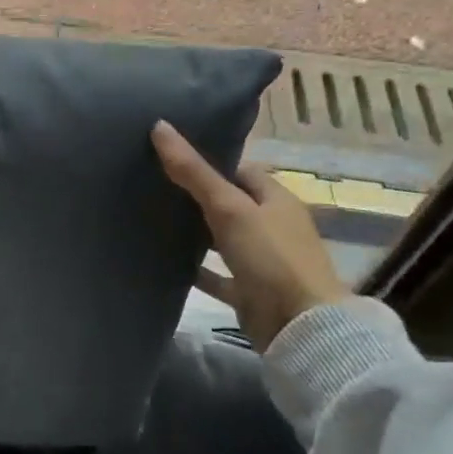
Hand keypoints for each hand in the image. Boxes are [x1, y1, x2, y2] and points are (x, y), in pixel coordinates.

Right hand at [151, 120, 349, 351]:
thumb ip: (193, 172)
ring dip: (195, 234)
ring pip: (222, 240)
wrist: (299, 326)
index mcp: (276, 199)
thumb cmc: (270, 257)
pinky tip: (165, 263)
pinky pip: (217, 276)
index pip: (240, 171)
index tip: (172, 159)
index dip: (210, 162)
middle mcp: (272, 227)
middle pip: (230, 205)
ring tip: (153, 220)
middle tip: (153, 187)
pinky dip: (196, 270)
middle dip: (197, 197)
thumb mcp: (229, 208)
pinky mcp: (249, 292)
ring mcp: (262, 261)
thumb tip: (159, 127)